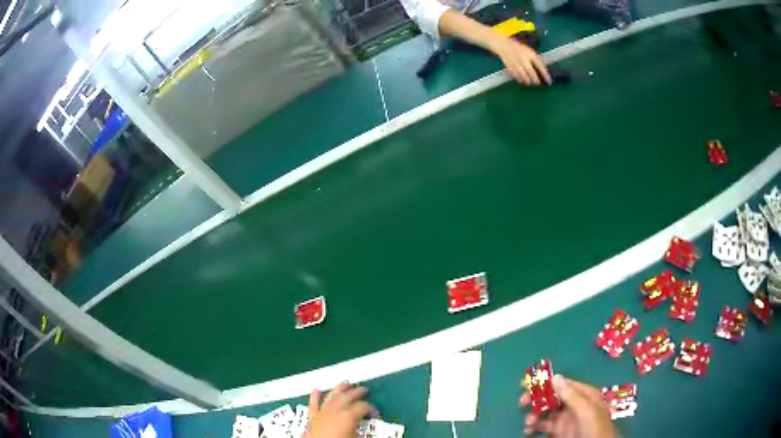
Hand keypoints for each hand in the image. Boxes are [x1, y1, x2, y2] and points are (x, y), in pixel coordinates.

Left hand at [304, 383, 374, 437]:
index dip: (371, 408)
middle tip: (364, 389)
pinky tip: (316, 390)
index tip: (375, 411)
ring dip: (339, 389)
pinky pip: (314, 404)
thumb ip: (364, 431)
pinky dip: (315, 396)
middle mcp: (336, 410)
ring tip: (345, 383)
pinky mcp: (313, 416)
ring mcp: (323, 412)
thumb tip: (375, 432)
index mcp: (349, 415)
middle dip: (357, 392)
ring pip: (332, 396)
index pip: (363, 407)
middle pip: (348, 397)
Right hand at [489, 36, 550, 84]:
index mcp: (530, 54)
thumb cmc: (518, 48)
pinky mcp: (509, 66)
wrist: (503, 45)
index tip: (549, 81)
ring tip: (530, 83)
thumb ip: (536, 59)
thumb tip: (543, 70)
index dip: (545, 74)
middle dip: (535, 80)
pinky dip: (520, 79)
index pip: (540, 65)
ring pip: (523, 75)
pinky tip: (522, 80)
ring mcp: (515, 62)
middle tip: (538, 83)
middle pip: (531, 72)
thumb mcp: (529, 51)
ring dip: (528, 81)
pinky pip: (515, 75)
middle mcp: (523, 58)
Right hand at [520, 375, 616, 436]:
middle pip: (552, 397)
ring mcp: (566, 419)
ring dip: (534, 414)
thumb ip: (572, 395)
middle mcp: (574, 404)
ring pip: (546, 412)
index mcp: (584, 395)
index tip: (526, 384)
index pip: (562, 384)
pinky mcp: (560, 432)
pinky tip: (529, 430)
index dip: (545, 383)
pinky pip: (544, 425)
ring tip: (528, 423)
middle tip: (522, 403)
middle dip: (536, 399)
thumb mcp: (587, 411)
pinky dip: (534, 426)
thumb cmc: (595, 429)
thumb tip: (555, 377)